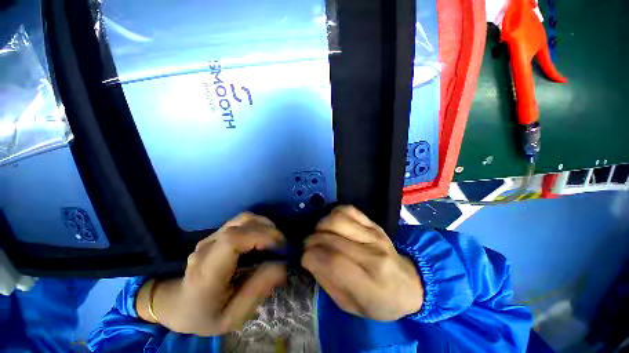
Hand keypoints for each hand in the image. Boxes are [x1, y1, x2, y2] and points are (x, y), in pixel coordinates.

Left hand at [137, 213, 286, 335]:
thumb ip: (258, 291)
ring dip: (265, 225)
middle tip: (283, 246)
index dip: (260, 237)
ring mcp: (210, 237)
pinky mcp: (216, 233)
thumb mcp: (233, 317)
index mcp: (206, 272)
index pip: (232, 240)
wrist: (180, 305)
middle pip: (242, 223)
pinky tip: (264, 238)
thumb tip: (282, 265)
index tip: (279, 247)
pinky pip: (241, 222)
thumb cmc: (206, 315)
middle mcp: (207, 247)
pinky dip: (258, 225)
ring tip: (276, 240)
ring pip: (243, 218)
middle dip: (269, 230)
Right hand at [302, 206, 423, 320]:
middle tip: (309, 248)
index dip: (310, 257)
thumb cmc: (379, 302)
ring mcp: (374, 234)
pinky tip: (333, 225)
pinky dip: (334, 214)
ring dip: (321, 226)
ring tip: (320, 235)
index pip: (332, 261)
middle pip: (331, 238)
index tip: (305, 259)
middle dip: (311, 242)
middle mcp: (372, 253)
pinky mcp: (374, 223)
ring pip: (337, 219)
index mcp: (369, 283)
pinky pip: (348, 209)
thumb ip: (327, 282)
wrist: (409, 283)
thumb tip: (310, 258)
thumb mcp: (351, 306)